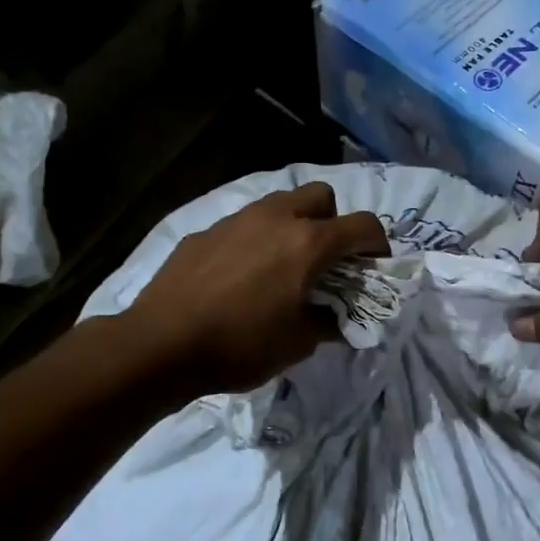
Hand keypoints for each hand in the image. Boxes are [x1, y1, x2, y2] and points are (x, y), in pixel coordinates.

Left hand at [120, 182, 389, 396]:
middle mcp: (276, 218)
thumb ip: (329, 322)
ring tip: (284, 264)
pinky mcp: (206, 231)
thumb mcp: (298, 343)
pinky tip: (240, 275)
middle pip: (322, 195)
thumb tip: (339, 318)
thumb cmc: (240, 344)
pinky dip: (256, 240)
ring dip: (294, 225)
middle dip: (334, 221)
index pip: (363, 225)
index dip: (378, 244)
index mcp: (308, 243)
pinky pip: (244, 224)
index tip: (374, 267)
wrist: (161, 344)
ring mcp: (237, 220)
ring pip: (280, 203)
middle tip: (326, 259)